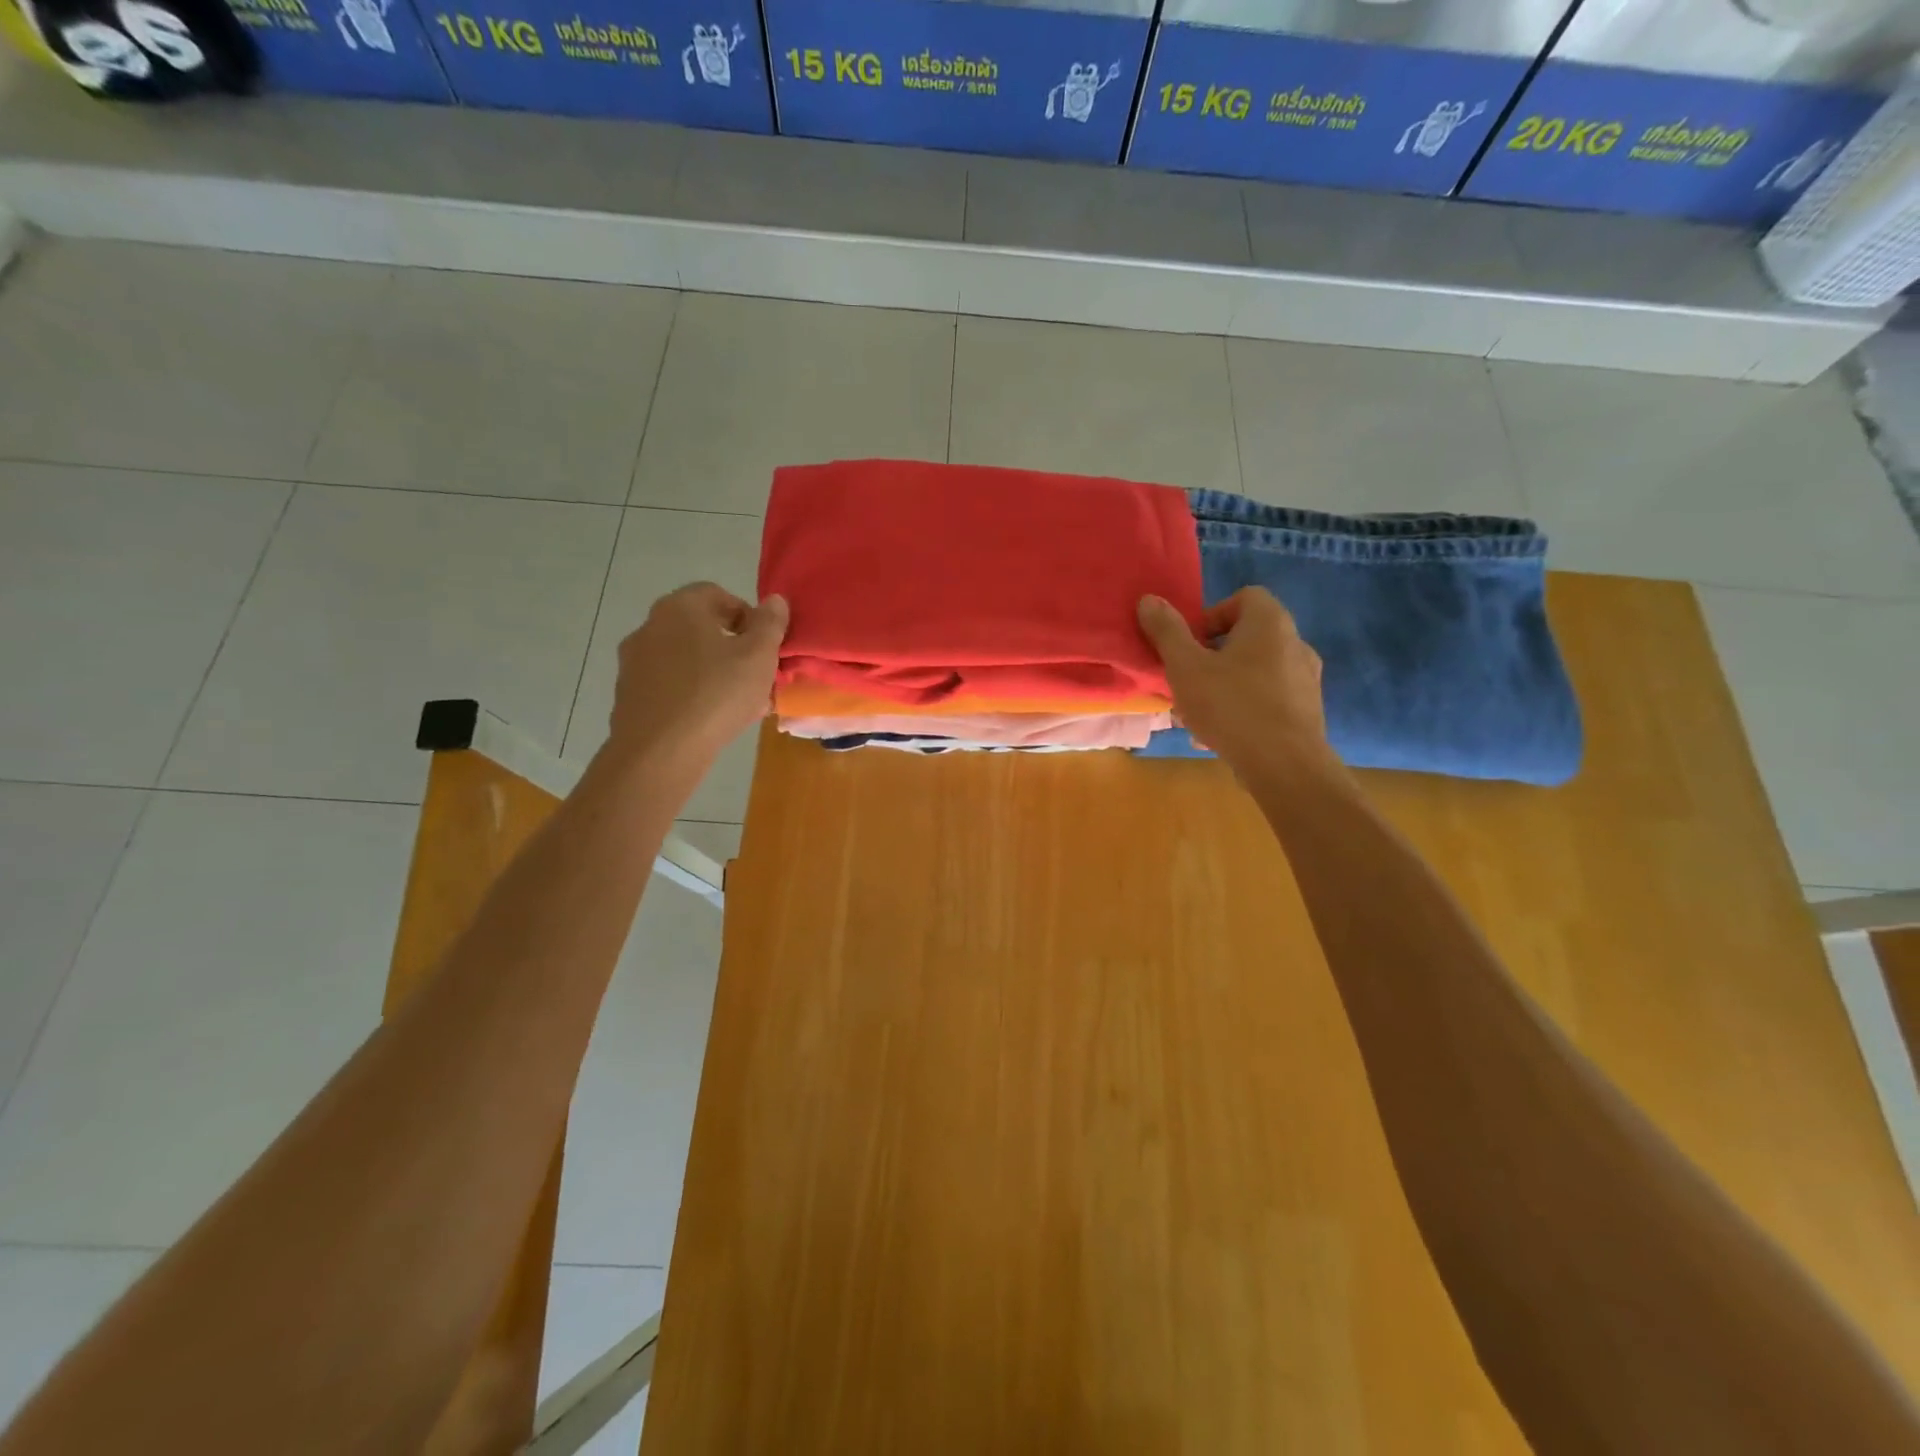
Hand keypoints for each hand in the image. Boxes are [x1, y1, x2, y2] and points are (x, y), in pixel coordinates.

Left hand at [606, 582, 787, 778]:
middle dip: (732, 647)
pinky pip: (670, 685)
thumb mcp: (759, 656)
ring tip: (738, 703)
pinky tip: (711, 719)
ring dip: (713, 672)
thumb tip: (775, 600)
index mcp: (680, 608)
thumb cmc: (716, 694)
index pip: (718, 594)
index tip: (765, 645)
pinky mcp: (629, 695)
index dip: (748, 616)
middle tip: (756, 676)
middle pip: (700, 628)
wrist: (660, 752)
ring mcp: (634, 662)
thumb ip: (770, 624)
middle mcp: (650, 626)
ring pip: (685, 659)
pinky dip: (692, 694)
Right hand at [1137, 588, 1336, 782]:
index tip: (1190, 644)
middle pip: (1248, 636)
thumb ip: (1167, 632)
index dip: (1211, 616)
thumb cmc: (1230, 706)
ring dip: (1226, 684)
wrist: (1284, 765)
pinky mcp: (1308, 711)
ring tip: (1199, 713)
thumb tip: (1149, 599)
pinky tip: (1222, 734)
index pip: (1244, 597)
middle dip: (1213, 656)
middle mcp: (1296, 643)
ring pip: (1256, 671)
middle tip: (1188, 680)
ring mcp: (1306, 679)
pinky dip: (1245, 708)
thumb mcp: (1185, 667)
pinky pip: (1269, 698)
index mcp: (1270, 623)